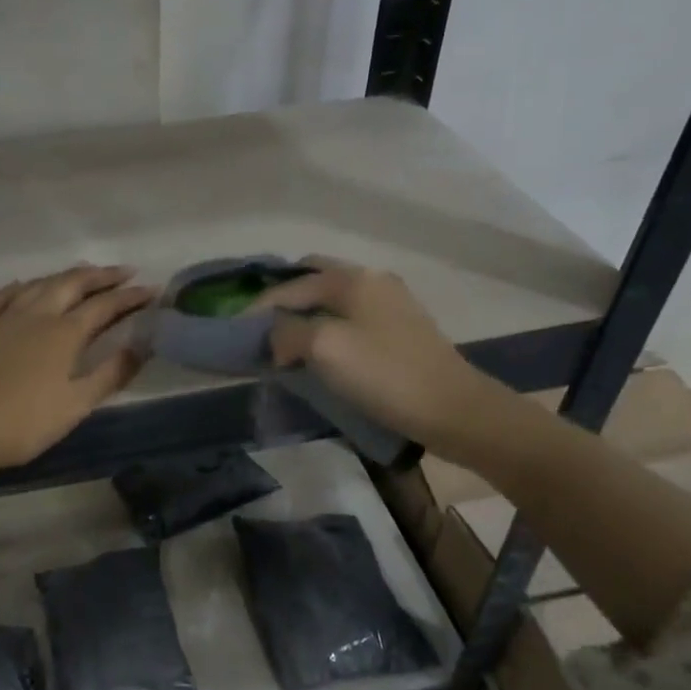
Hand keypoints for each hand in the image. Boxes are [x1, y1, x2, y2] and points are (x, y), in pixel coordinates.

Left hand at [0, 265, 153, 514]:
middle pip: (72, 284)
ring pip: (39, 285)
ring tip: (82, 273)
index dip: (130, 298)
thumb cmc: (22, 423)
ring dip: (65, 275)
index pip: (105, 307)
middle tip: (123, 272)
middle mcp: (36, 315)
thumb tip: (141, 347)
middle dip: (101, 276)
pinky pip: (1, 296)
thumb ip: (110, 374)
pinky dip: (20, 287)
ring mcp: (3, 318)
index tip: (152, 290)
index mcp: (64, 334)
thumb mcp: (74, 405)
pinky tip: (25, 285)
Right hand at [251, 256, 502, 455]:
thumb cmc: (384, 374)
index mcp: (353, 279)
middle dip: (285, 300)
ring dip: (306, 316)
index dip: (260, 308)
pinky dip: (327, 328)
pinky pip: (351, 318)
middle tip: (261, 327)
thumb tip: (278, 336)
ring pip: (334, 300)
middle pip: (315, 280)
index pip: (292, 285)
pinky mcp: (402, 330)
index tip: (236, 332)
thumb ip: (289, 332)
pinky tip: (320, 351)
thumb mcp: (324, 348)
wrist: (454, 410)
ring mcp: (392, 304)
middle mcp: (373, 281)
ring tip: (285, 342)